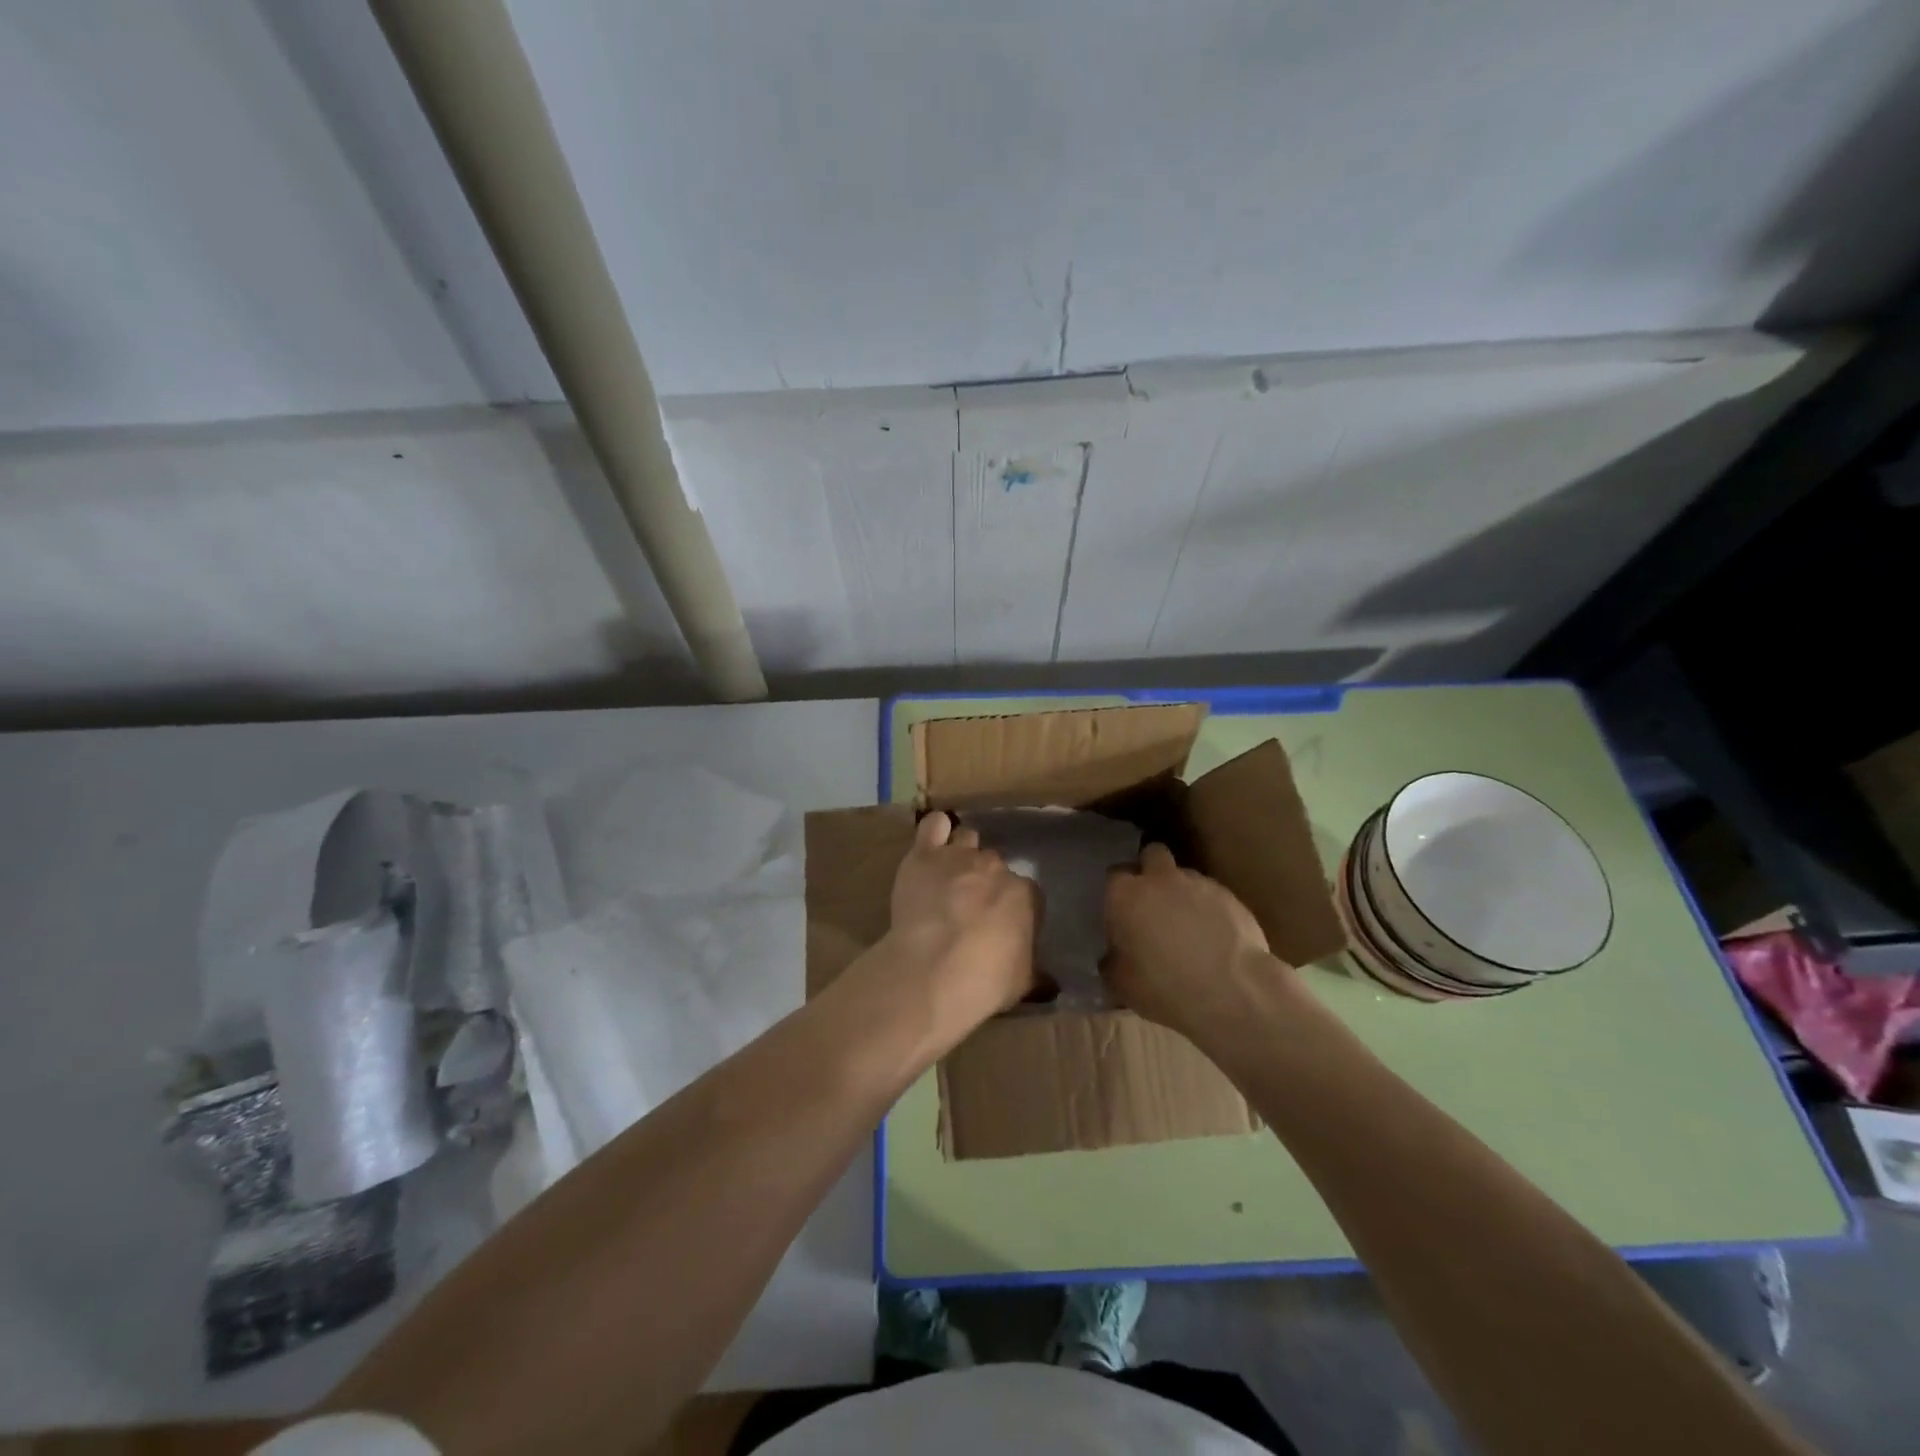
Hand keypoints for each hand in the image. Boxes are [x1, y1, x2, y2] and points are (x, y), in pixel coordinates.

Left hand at [885, 811, 1040, 1039]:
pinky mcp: (924, 855)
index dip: (1012, 907)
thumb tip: (1049, 981)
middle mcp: (995, 867)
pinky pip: (934, 825)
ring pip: (966, 839)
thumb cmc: (985, 982)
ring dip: (962, 853)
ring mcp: (959, 856)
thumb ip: (1034, 970)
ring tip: (950, 875)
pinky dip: (935, 830)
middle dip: (985, 880)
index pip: (1026, 892)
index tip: (1001, 925)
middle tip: (971, 906)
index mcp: (1025, 894)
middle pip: (994, 864)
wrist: (934, 971)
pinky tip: (932, 841)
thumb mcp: (1022, 982)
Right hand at [1103, 843, 1283, 1040]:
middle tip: (1152, 902)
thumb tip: (1113, 957)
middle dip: (1151, 870)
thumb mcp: (1121, 984)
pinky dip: (1210, 910)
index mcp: (1126, 895)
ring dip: (1182, 892)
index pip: (1114, 875)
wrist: (1231, 992)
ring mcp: (1200, 885)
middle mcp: (1161, 879)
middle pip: (1152, 854)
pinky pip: (1213, 896)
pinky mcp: (1232, 897)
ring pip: (1185, 875)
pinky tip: (1214, 938)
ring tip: (1188, 926)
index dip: (1118, 892)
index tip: (1121, 913)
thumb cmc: (1164, 987)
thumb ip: (1112, 962)